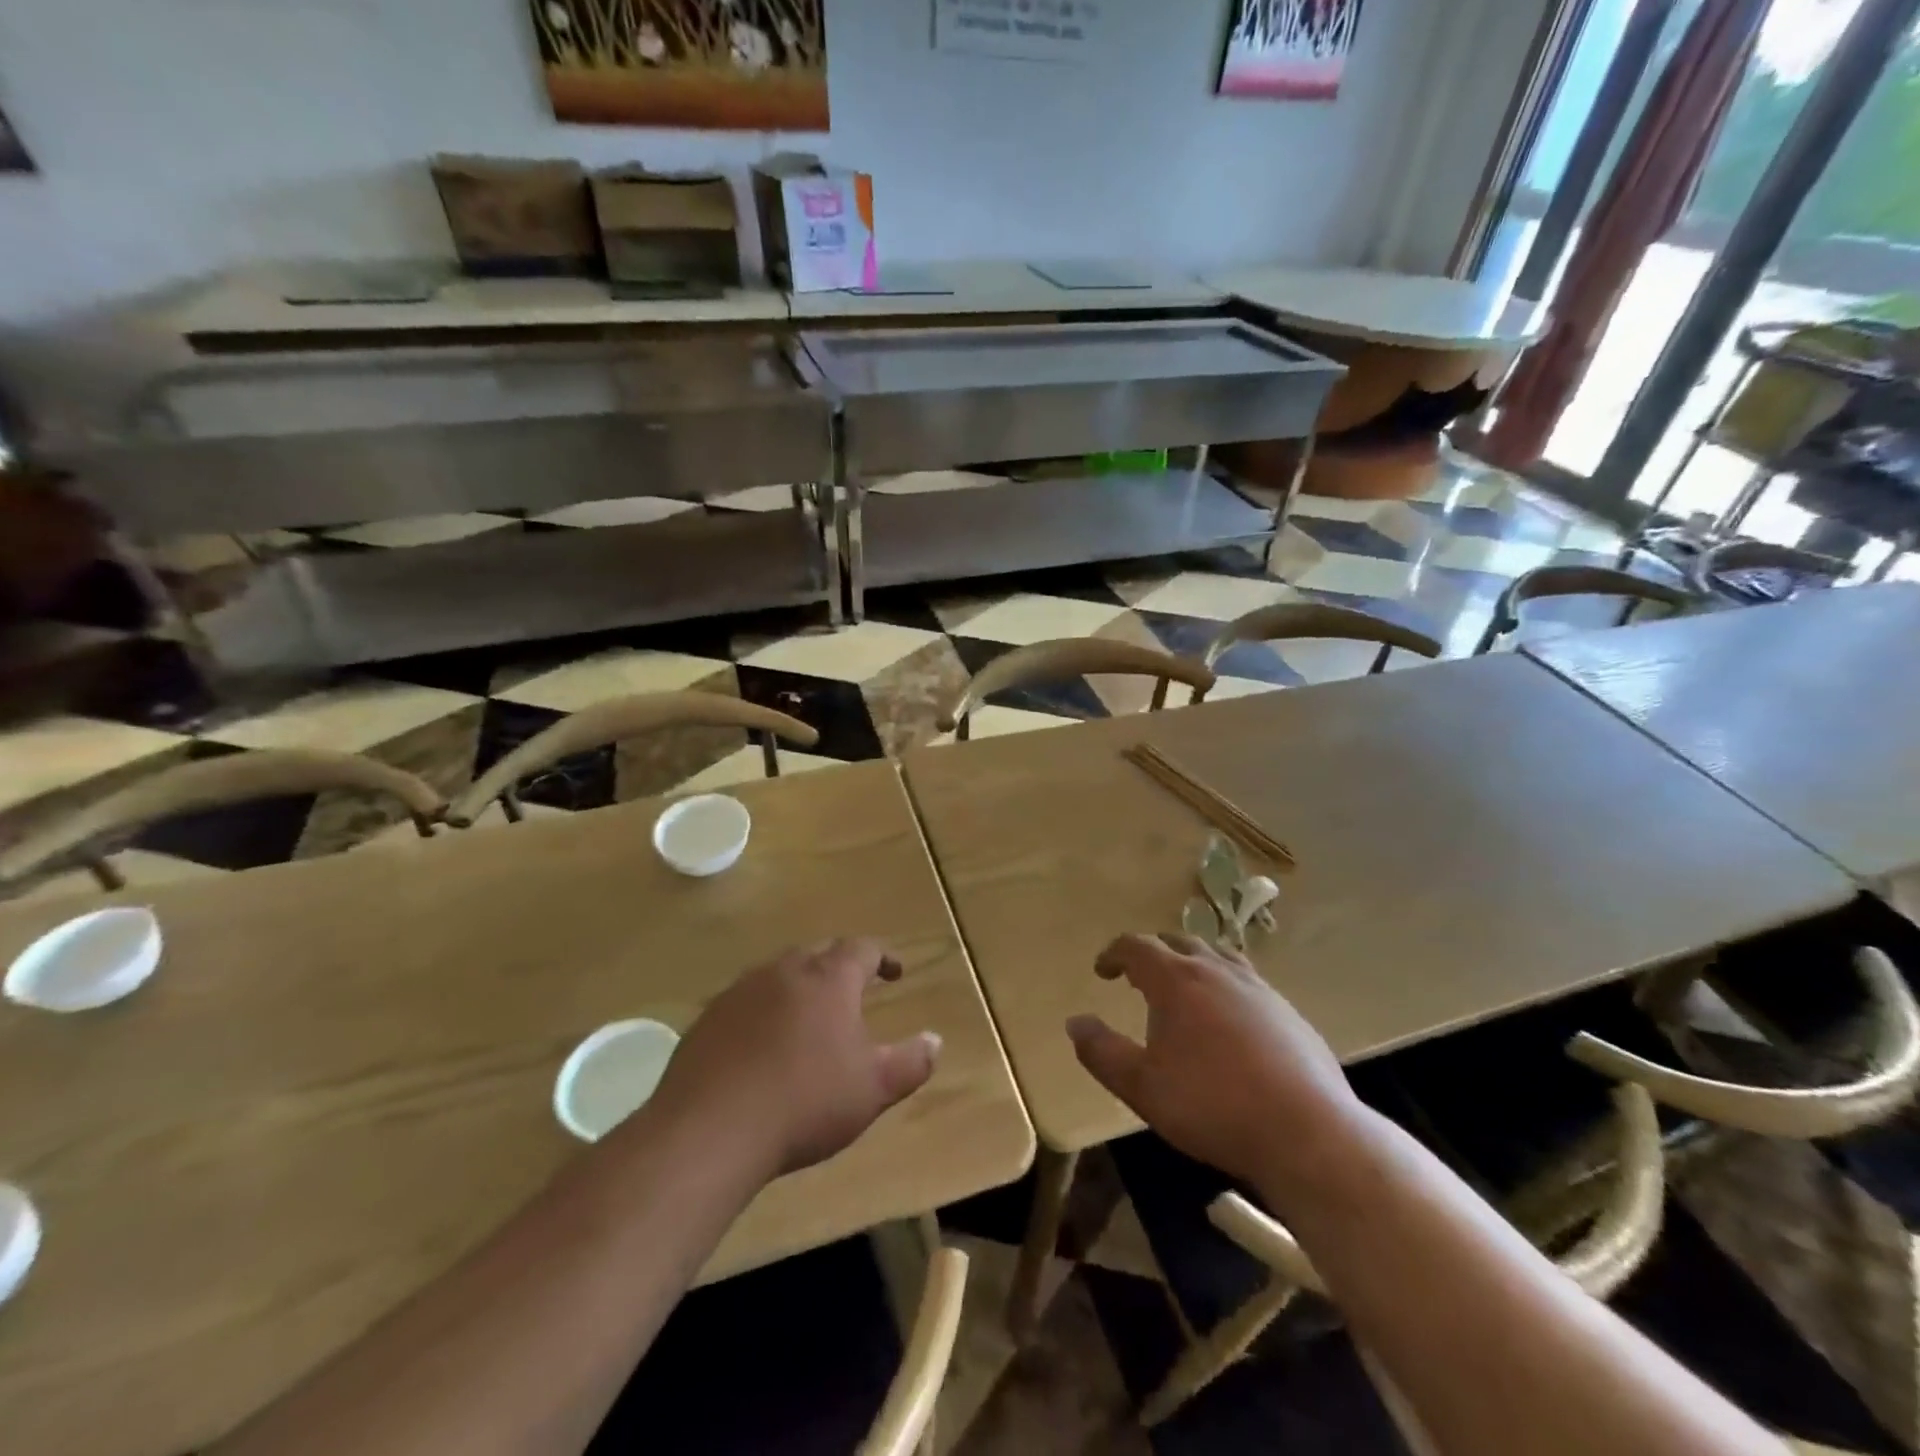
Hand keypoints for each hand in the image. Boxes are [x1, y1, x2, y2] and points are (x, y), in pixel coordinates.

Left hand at [648, 938, 941, 1178]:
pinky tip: (762, 1044)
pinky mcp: (709, 1018)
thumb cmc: (805, 1103)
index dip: (882, 956)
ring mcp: (741, 991)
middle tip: (852, 990)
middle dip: (839, 966)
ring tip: (808, 1016)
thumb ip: (911, 1062)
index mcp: (828, 979)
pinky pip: (745, 1001)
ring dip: (799, 986)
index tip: (894, 972)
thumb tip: (935, 1040)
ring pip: (778, 974)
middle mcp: (785, 971)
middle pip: (818, 953)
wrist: (710, 1129)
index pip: (861, 948)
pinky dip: (763, 1011)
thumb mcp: (873, 1089)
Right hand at [1067, 933, 1365, 1192]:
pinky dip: (1225, 986)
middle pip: (1178, 942)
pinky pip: (1247, 982)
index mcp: (1177, 980)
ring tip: (1184, 988)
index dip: (1114, 953)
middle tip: (1138, 977)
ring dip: (1192, 963)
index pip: (1137, 946)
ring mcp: (1259, 988)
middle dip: (1152, 953)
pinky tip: (1230, 1021)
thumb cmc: (1212, 1106)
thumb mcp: (1142, 1087)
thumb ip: (1101, 1052)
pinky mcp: (1289, 1012)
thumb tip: (1075, 1022)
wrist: (1306, 1132)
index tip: (1103, 970)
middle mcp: (1217, 970)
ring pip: (1217, 956)